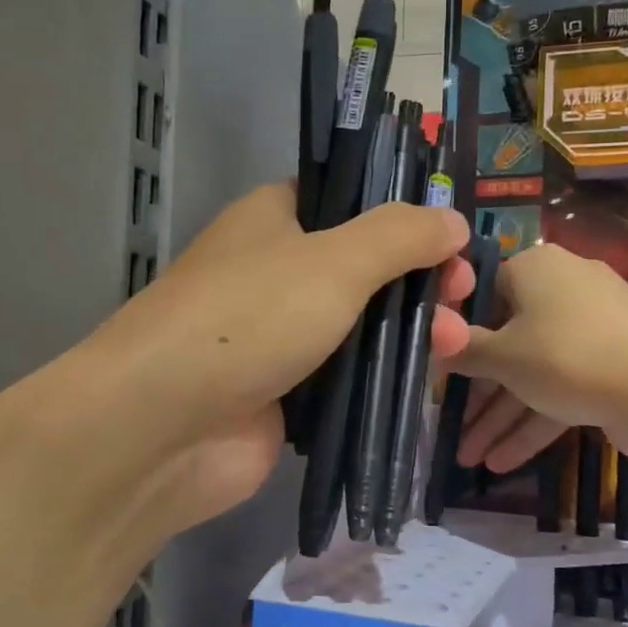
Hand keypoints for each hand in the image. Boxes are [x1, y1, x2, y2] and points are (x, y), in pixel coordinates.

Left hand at [85, 183, 471, 536]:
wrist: (165, 426)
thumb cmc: (249, 319)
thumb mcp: (335, 260)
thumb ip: (400, 235)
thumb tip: (454, 219)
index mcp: (275, 220)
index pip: (348, 200)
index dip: (402, 216)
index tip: (450, 239)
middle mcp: (276, 272)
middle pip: (364, 266)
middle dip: (417, 280)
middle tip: (461, 296)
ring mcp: (280, 336)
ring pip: (360, 325)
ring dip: (409, 331)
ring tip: (453, 345)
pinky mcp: (287, 393)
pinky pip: (348, 376)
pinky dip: (384, 377)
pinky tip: (426, 381)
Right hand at [447, 242, 627, 472]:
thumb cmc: (570, 355)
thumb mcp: (504, 355)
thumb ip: (463, 350)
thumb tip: (432, 335)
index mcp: (535, 270)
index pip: (482, 294)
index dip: (456, 334)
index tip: (436, 370)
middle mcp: (562, 292)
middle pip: (507, 342)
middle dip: (478, 394)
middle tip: (452, 428)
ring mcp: (590, 332)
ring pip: (532, 373)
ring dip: (501, 417)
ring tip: (469, 460)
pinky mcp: (609, 367)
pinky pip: (560, 389)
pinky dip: (534, 422)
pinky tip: (503, 462)